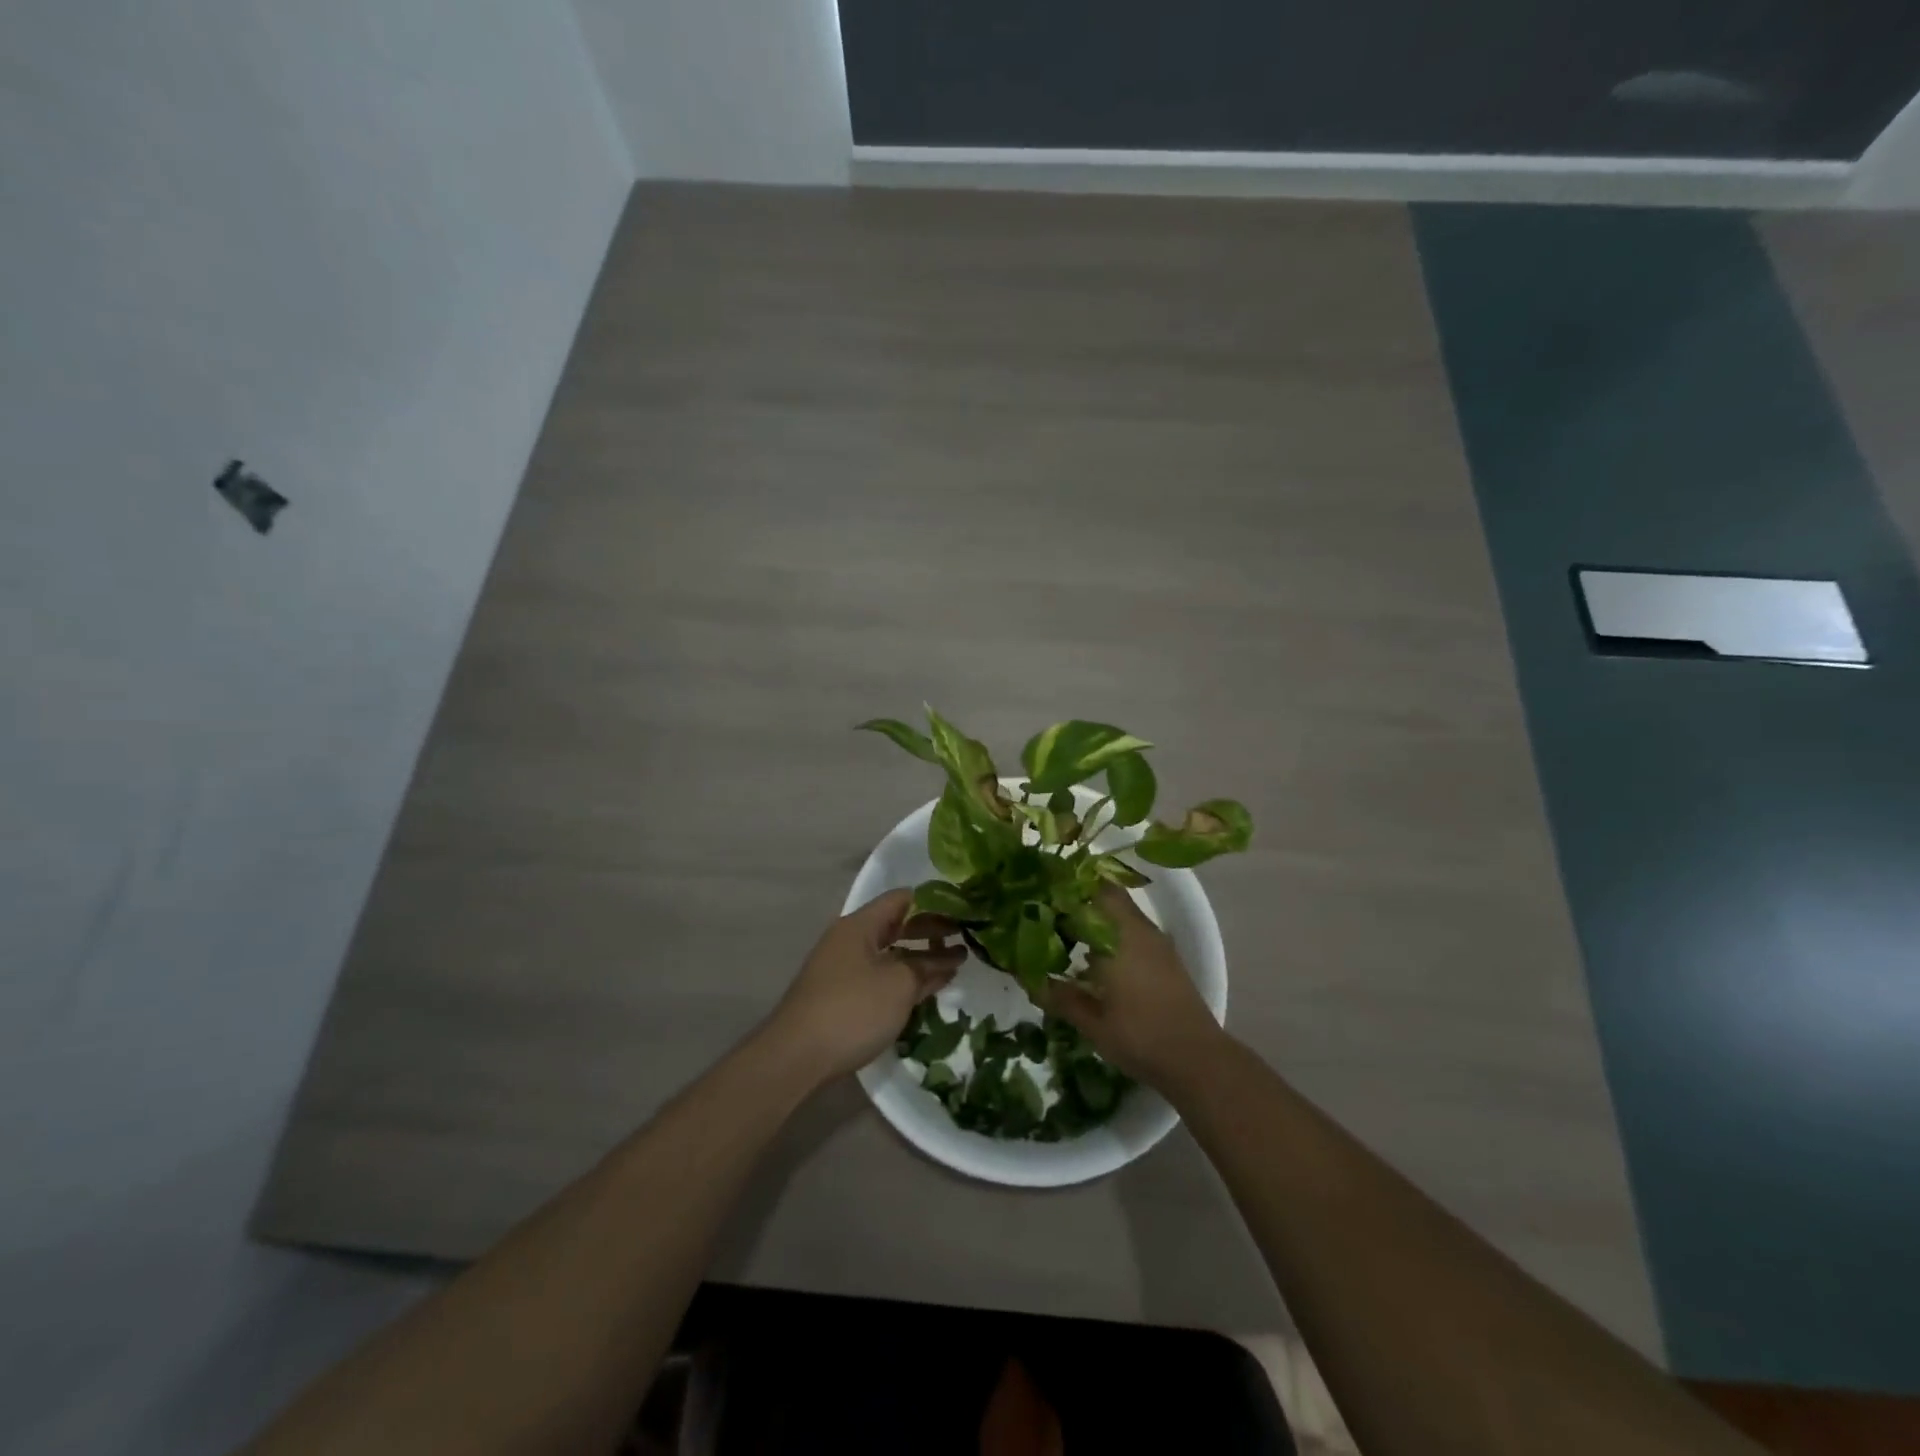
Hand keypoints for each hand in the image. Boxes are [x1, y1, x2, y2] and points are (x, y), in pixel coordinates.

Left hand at [768, 889, 965, 1082]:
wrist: (796, 1057)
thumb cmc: (852, 1009)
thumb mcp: (899, 984)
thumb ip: (927, 966)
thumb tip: (949, 958)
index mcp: (860, 925)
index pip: (902, 899)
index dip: (935, 903)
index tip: (964, 911)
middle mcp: (850, 940)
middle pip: (897, 925)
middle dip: (931, 932)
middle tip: (965, 939)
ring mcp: (844, 969)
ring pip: (890, 953)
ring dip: (920, 958)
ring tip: (954, 966)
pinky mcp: (842, 996)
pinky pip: (881, 976)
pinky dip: (904, 978)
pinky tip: (927, 989)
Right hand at [1041, 886, 1224, 1085]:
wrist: (1197, 1060)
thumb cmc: (1140, 1037)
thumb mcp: (1092, 1022)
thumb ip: (1059, 996)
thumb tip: (1028, 978)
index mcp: (1120, 935)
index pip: (1093, 889)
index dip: (1067, 885)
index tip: (1042, 892)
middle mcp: (1140, 930)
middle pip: (1108, 897)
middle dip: (1079, 901)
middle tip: (1049, 913)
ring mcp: (1157, 943)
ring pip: (1122, 915)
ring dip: (1097, 918)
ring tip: (1067, 935)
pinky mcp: (1167, 959)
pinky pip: (1133, 932)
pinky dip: (1113, 935)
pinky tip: (1095, 960)